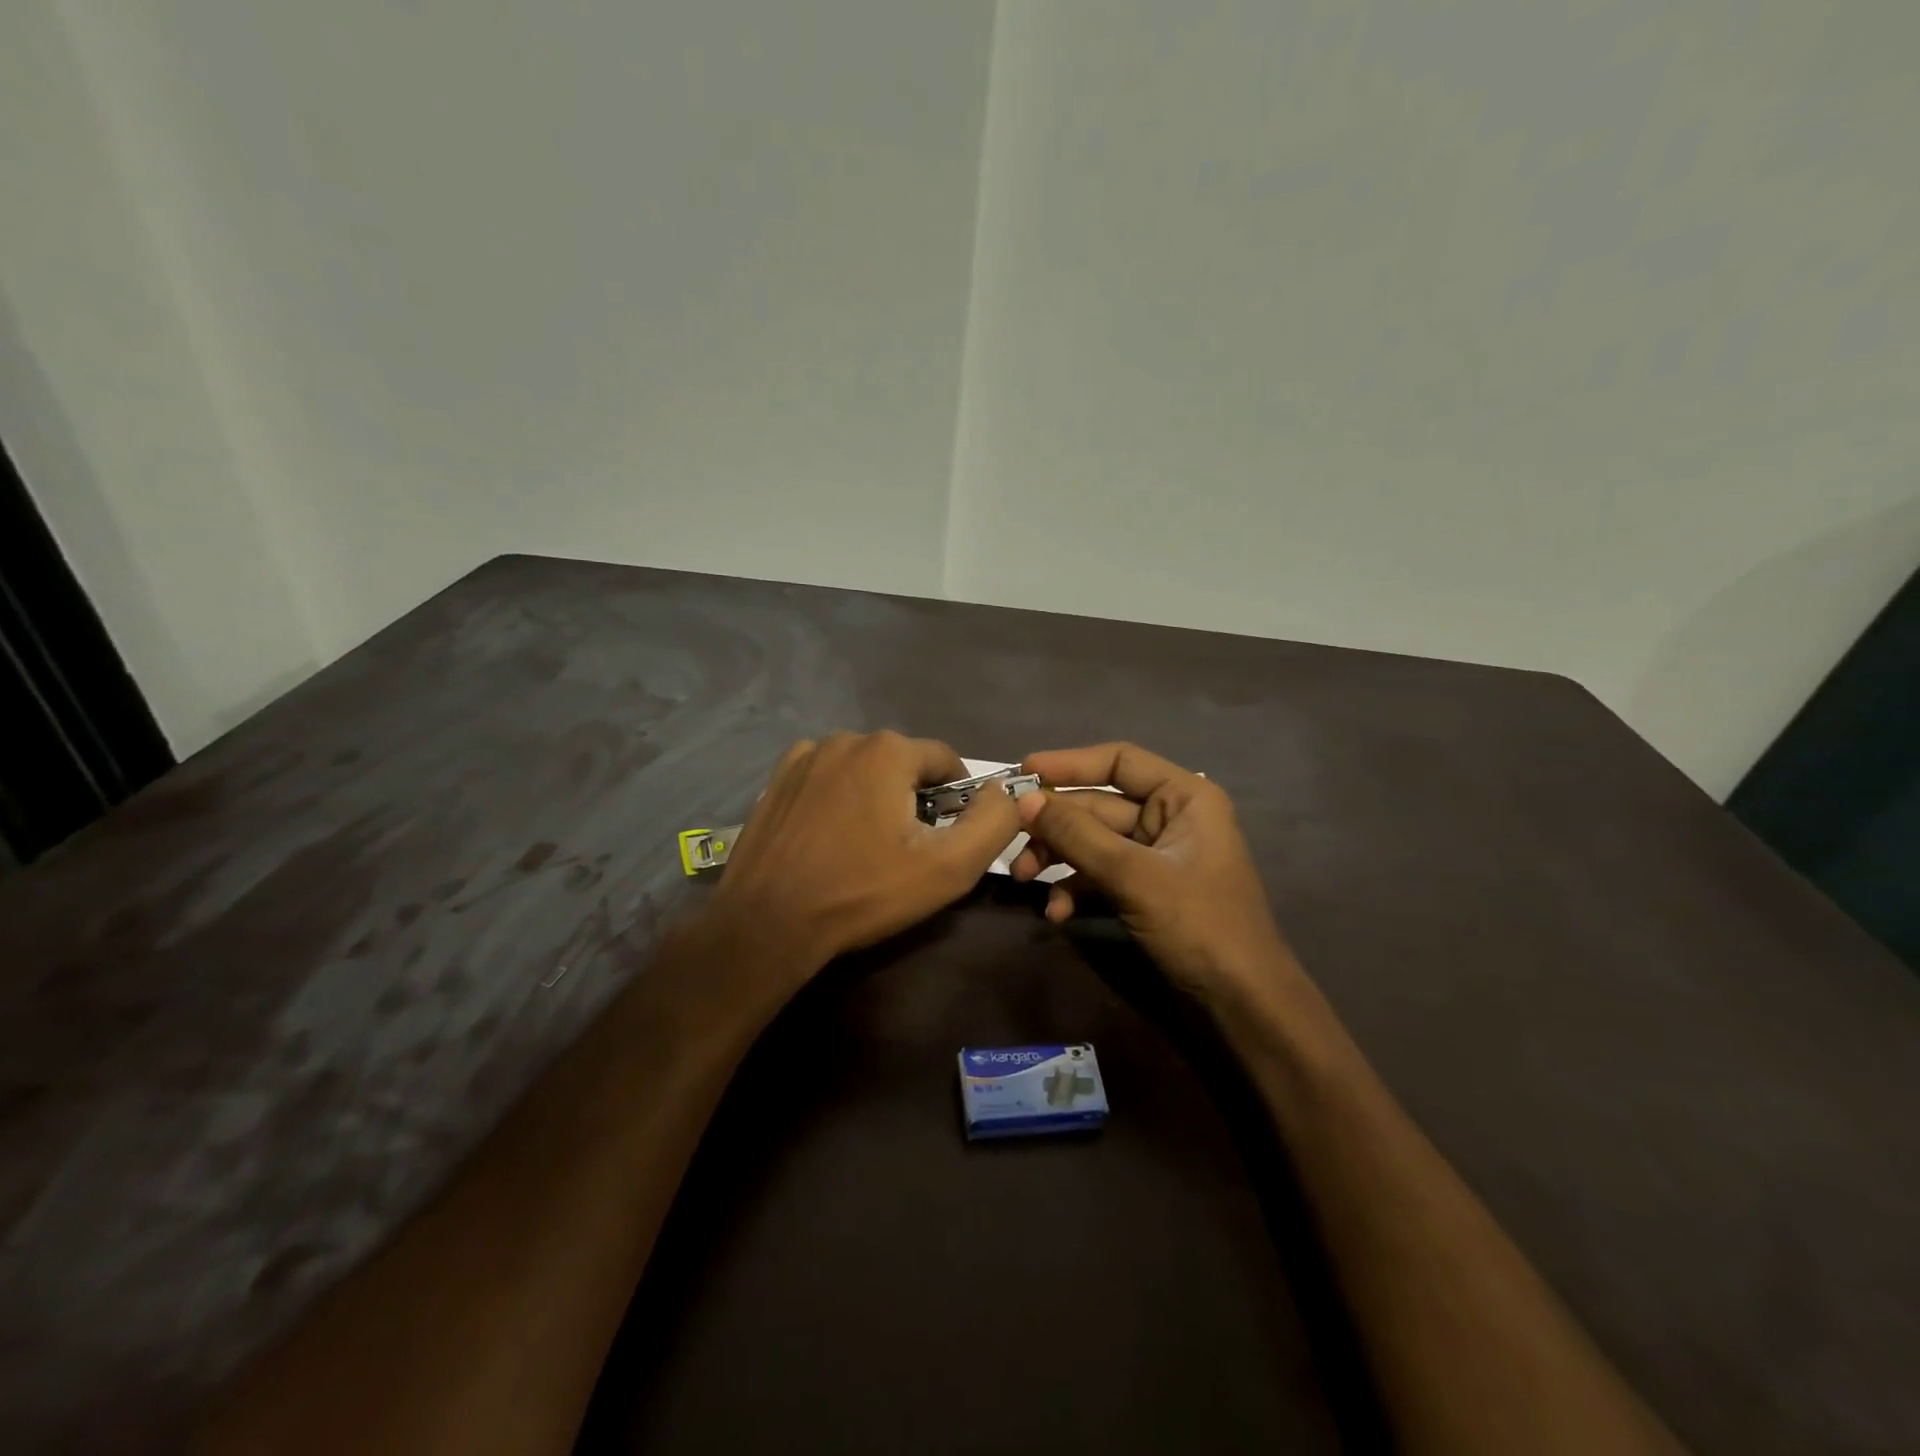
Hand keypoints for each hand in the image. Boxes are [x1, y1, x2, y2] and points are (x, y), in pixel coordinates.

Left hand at [709, 731, 1022, 976]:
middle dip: (914, 799)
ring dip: (875, 797)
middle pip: (903, 763)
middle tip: (906, 851)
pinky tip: (829, 839)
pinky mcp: (777, 780)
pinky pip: (826, 779)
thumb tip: (1006, 793)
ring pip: (864, 770)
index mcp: (888, 750)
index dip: (958, 799)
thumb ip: (993, 823)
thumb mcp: (948, 868)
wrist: (768, 923)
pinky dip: (838, 799)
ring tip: (865, 848)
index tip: (948, 838)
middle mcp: (845, 738)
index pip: (946, 760)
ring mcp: (805, 756)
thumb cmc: (863, 893)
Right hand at [1008, 743, 1298, 1008]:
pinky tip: (1056, 913)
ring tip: (1025, 879)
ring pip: (1093, 843)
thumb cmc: (1199, 925)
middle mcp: (1170, 818)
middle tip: (1011, 840)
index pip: (1119, 761)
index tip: (1023, 772)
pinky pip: (1101, 876)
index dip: (1069, 763)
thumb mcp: (1133, 875)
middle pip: (1098, 806)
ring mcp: (1157, 857)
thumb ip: (1077, 835)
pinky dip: (1076, 889)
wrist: (1241, 1004)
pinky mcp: (1145, 891)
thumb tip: (1025, 800)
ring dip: (1058, 858)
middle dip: (1055, 825)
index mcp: (1184, 797)